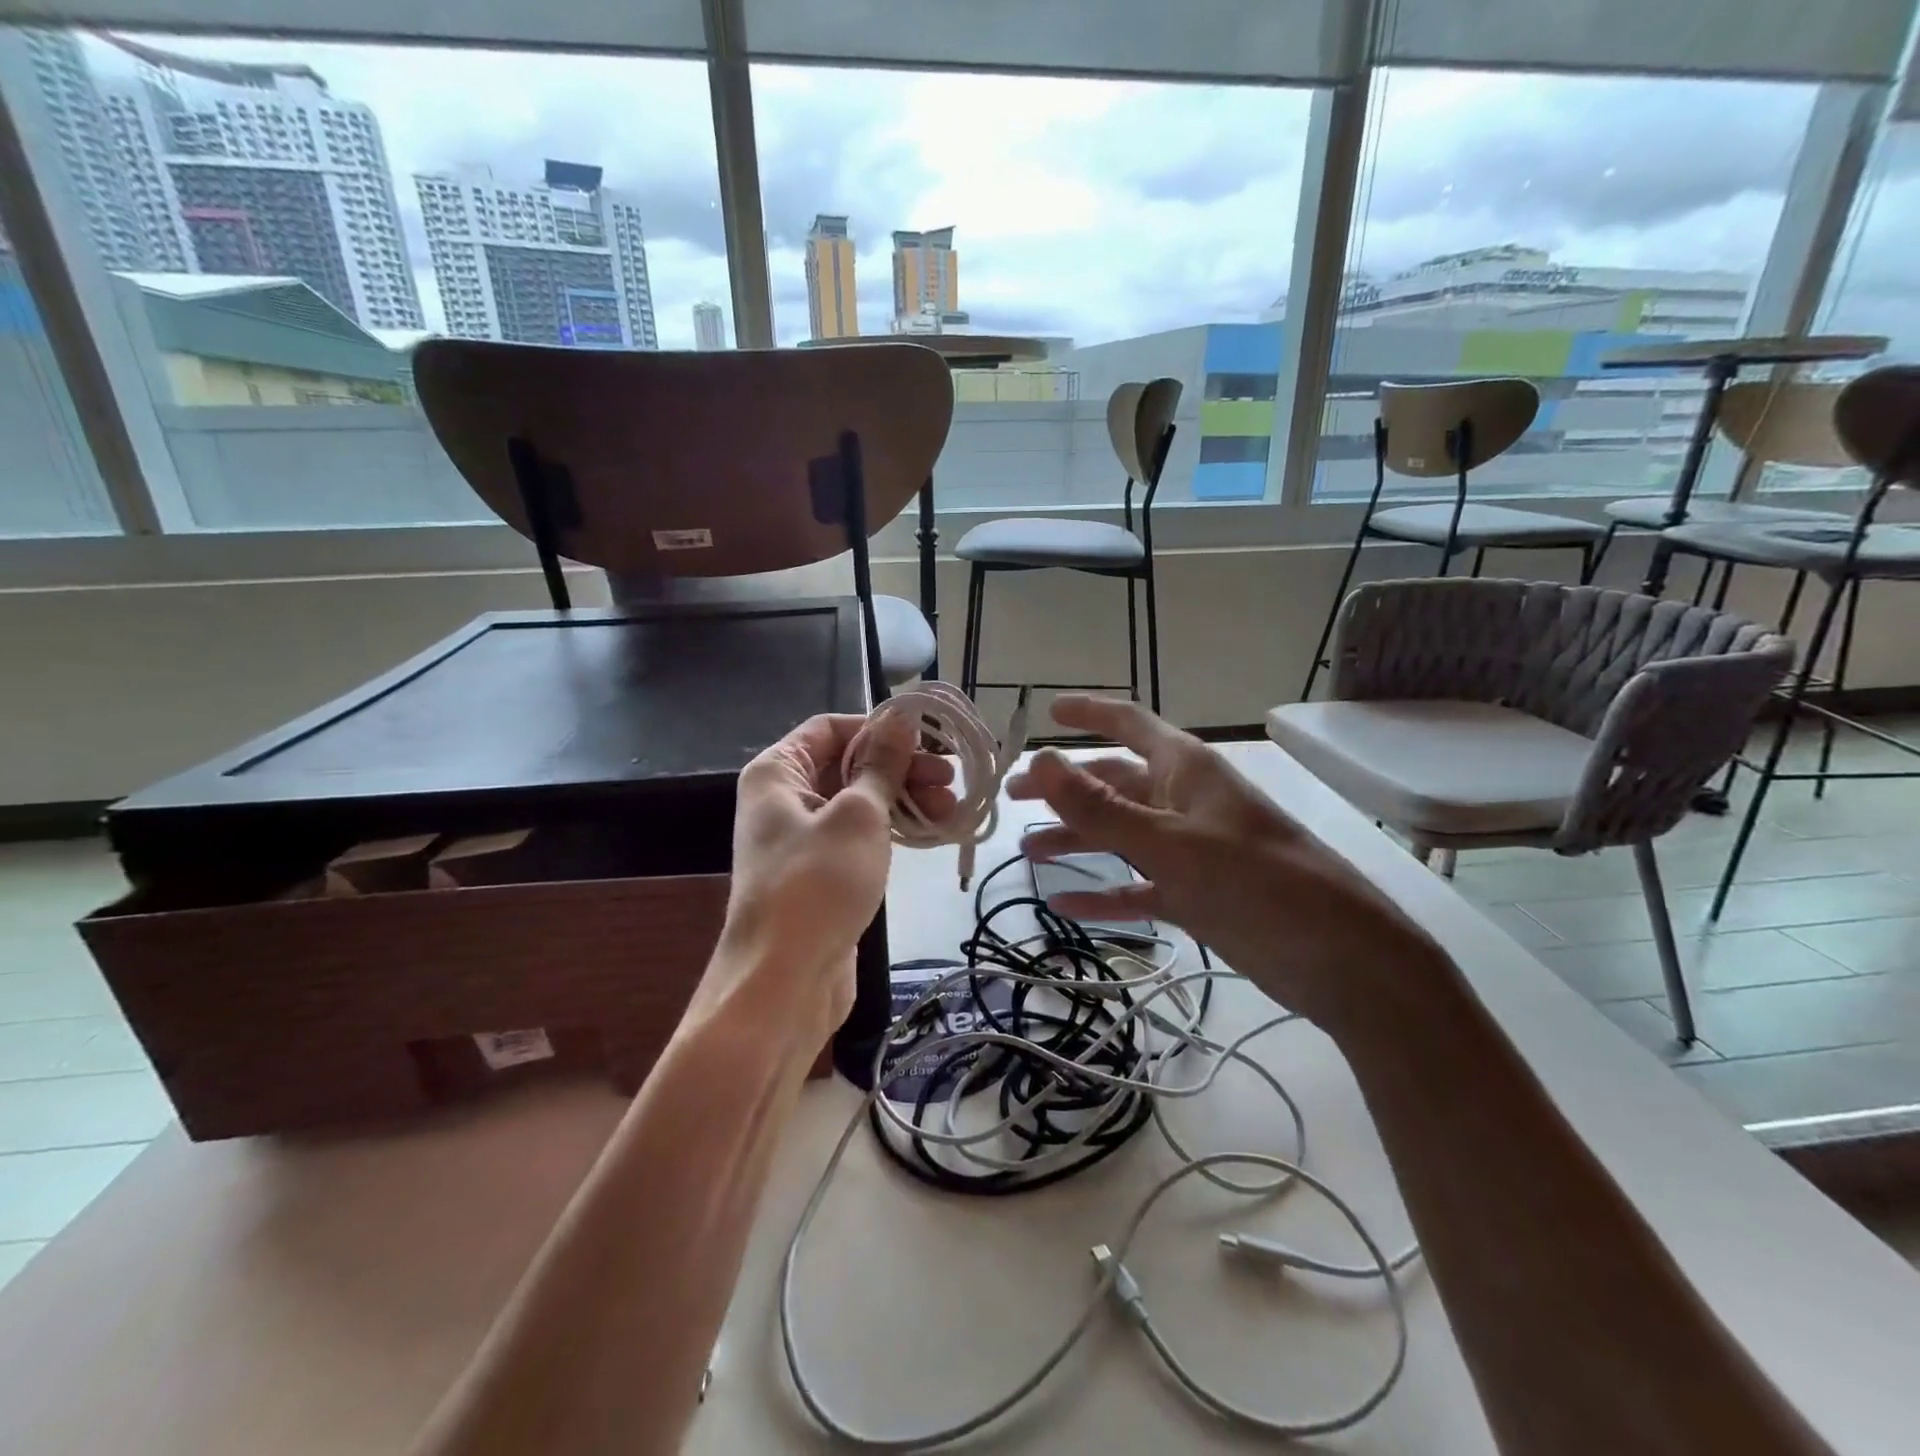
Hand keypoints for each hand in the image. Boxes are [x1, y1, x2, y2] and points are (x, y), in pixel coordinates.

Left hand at [701, 713, 956, 1033]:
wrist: (783, 982)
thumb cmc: (817, 884)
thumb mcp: (858, 815)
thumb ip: (881, 764)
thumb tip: (901, 719)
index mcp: (778, 772)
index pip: (830, 728)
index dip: (879, 728)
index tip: (927, 741)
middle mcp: (785, 798)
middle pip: (848, 764)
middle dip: (901, 767)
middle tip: (950, 779)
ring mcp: (803, 838)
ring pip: (860, 801)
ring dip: (904, 798)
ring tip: (950, 807)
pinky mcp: (822, 873)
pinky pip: (860, 836)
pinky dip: (894, 830)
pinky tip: (932, 831)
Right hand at [1006, 695, 1443, 1033]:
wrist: (1342, 959)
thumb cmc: (1259, 883)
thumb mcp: (1172, 843)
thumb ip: (1102, 808)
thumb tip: (1039, 761)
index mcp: (1185, 770)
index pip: (1129, 723)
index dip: (1089, 712)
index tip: (1046, 712)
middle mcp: (1183, 801)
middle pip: (1113, 783)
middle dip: (1064, 788)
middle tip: (1013, 800)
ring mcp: (1190, 849)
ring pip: (1119, 835)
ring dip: (1076, 839)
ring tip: (1028, 852)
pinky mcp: (1195, 894)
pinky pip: (1136, 887)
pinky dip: (1102, 893)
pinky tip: (1063, 903)